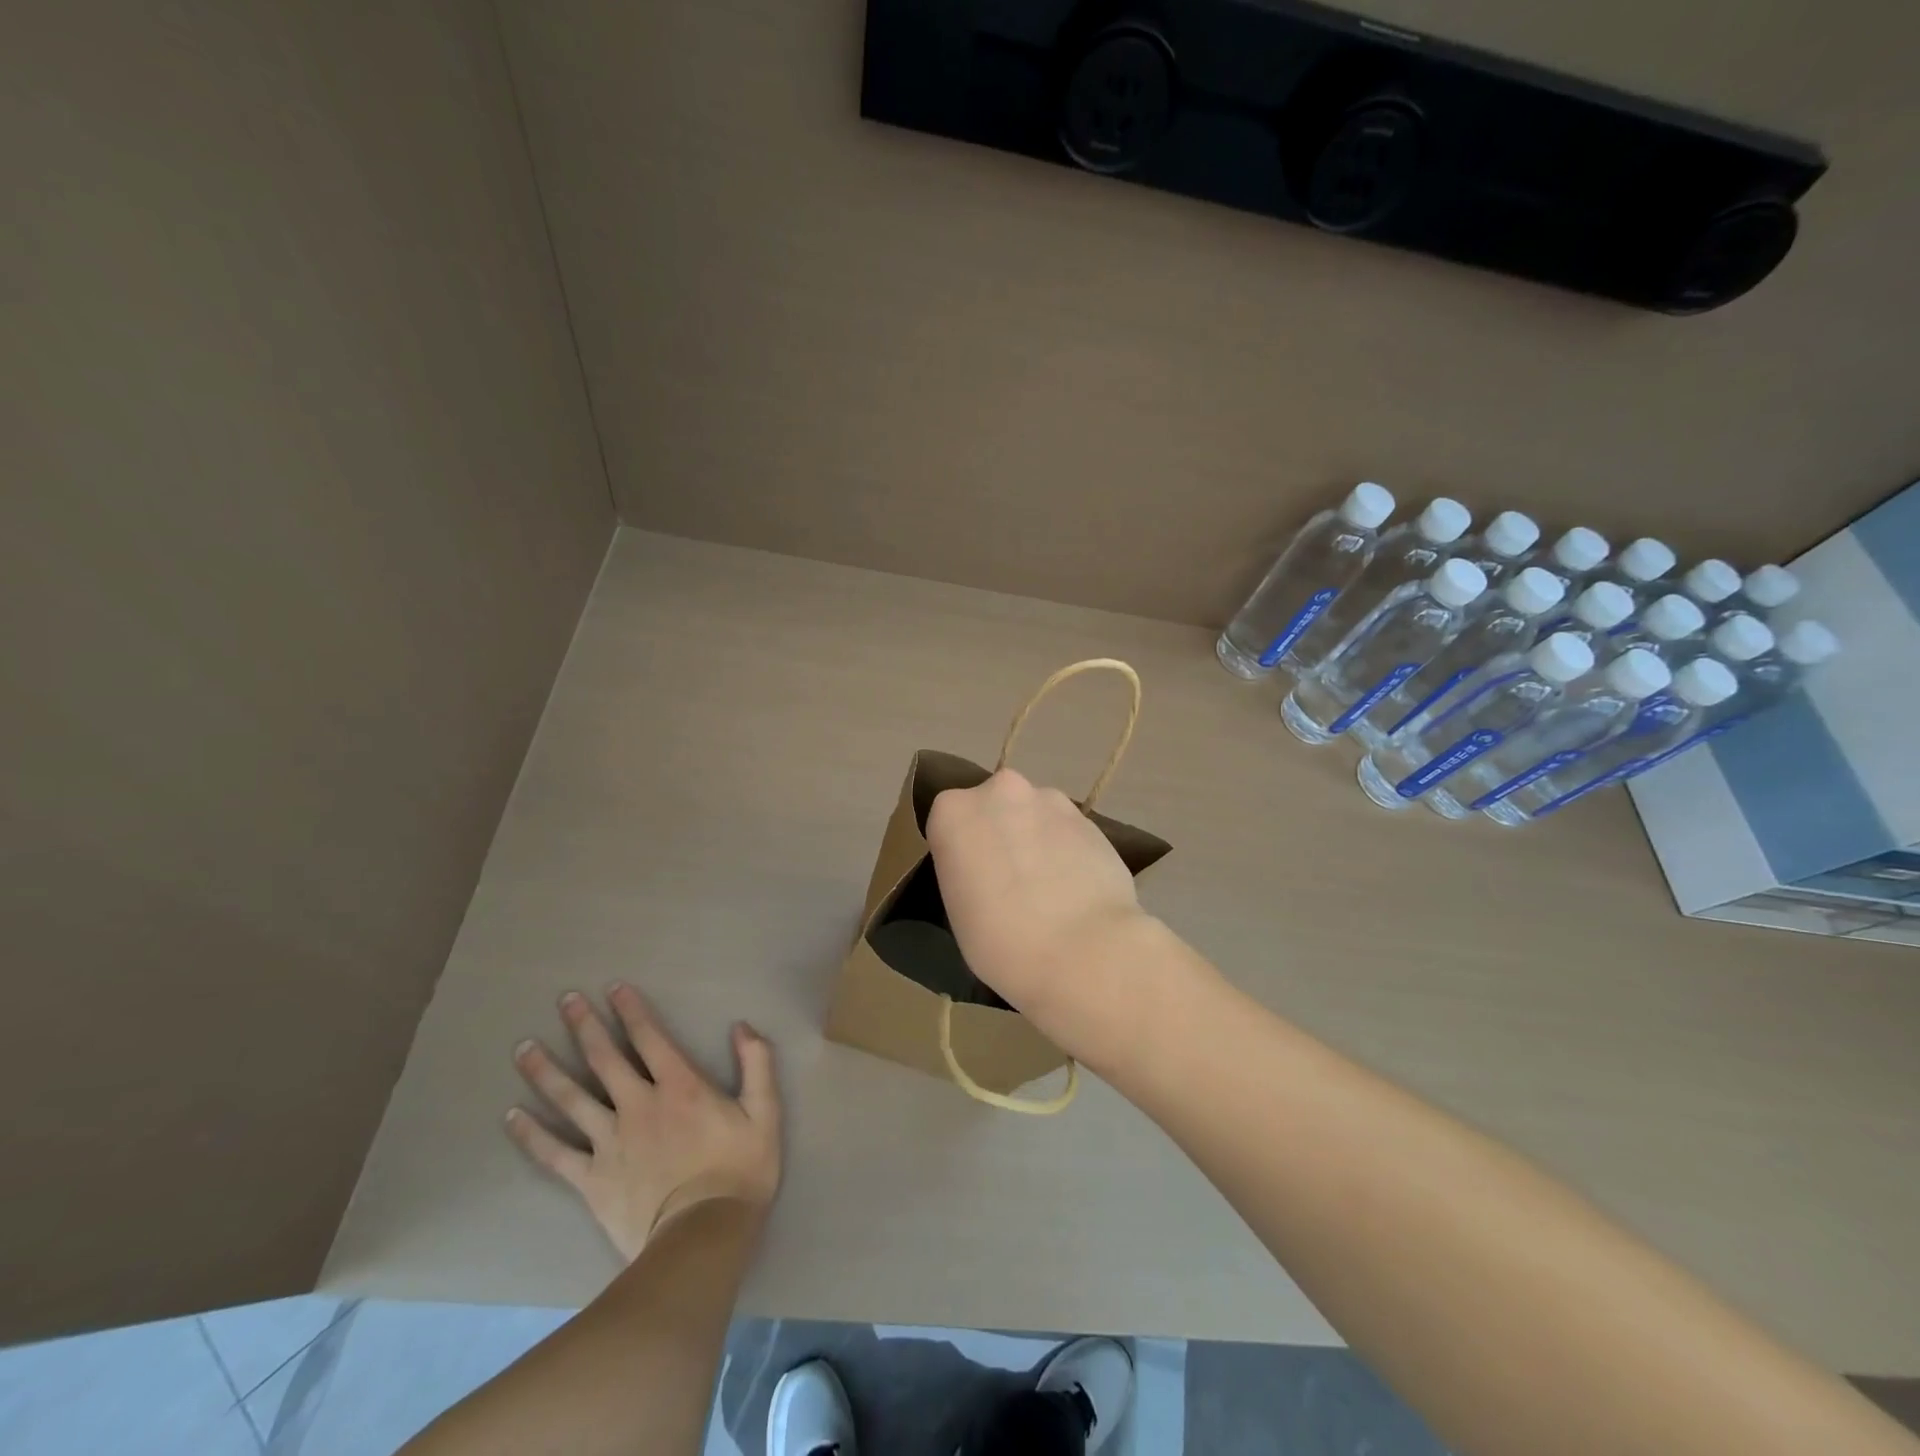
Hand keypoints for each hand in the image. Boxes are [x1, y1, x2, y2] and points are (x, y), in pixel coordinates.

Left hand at [506, 983, 780, 1261]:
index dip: (631, 1010)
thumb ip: (757, 1064)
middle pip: (604, 1058)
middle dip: (584, 1025)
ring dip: (546, 1071)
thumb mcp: (765, 1112)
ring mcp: (610, 1142)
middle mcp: (638, 1104)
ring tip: (524, 1048)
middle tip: (565, 1000)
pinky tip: (511, 1117)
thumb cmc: (739, 1172)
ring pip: (571, 1098)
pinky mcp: (591, 1179)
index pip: (650, 1037)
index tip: (613, 988)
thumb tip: (742, 1027)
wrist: (702, 1238)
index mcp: (680, 1086)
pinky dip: (532, 1134)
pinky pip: (554, 1153)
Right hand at [926, 767, 1149, 1036]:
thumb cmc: (1003, 942)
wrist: (1085, 950)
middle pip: (994, 807)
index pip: (948, 823)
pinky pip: (1067, 832)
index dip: (961, 852)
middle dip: (1000, 834)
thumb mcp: (958, 911)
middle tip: (1008, 881)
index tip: (970, 881)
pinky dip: (1067, 851)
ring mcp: (1050, 800)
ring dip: (1036, 839)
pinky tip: (1075, 888)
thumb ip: (965, 873)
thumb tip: (985, 872)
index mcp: (953, 812)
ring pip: (1034, 815)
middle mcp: (1000, 791)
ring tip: (1048, 888)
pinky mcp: (1090, 818)